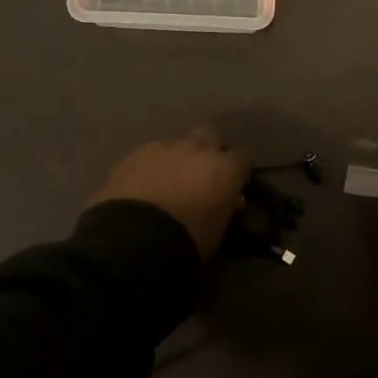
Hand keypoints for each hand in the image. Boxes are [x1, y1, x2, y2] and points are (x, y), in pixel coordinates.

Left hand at [91, 127, 251, 256]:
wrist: (134, 239)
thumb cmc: (187, 242)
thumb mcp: (218, 231)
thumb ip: (225, 208)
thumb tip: (229, 201)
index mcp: (225, 169)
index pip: (243, 158)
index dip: (237, 171)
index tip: (233, 186)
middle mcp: (198, 149)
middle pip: (210, 135)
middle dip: (208, 150)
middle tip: (202, 175)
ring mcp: (164, 148)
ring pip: (177, 145)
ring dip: (177, 159)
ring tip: (168, 184)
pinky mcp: (135, 154)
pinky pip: (150, 155)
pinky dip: (151, 167)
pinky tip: (144, 186)